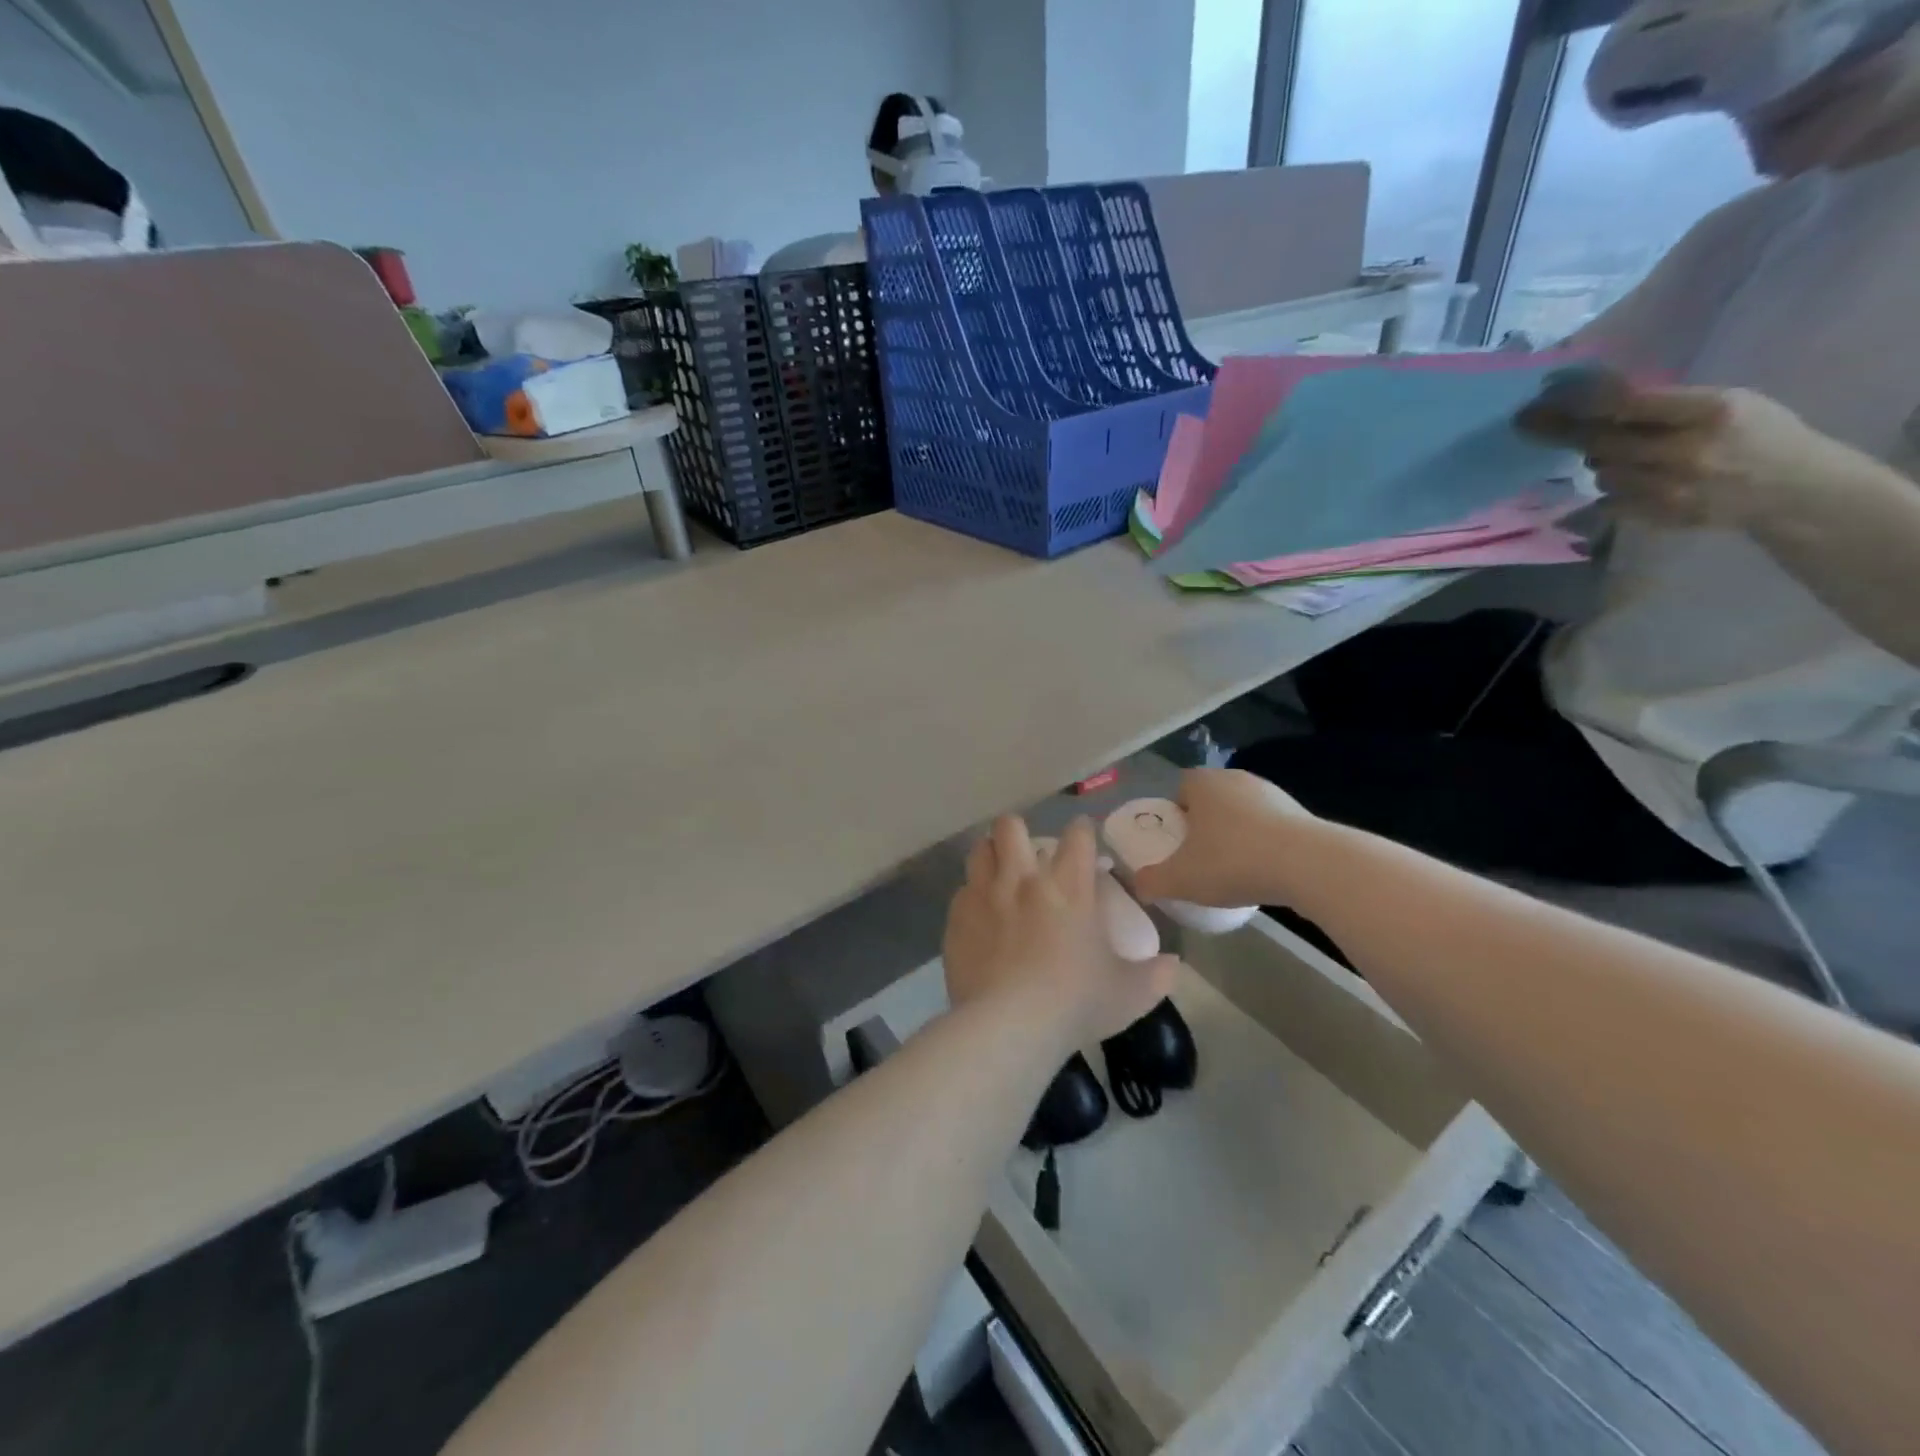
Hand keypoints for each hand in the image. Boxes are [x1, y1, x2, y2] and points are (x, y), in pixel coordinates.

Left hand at [944, 816, 1176, 1044]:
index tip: (1082, 838)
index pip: (1077, 836)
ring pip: (980, 849)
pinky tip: (979, 917)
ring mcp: (985, 894)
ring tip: (998, 875)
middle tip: (1026, 854)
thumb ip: (1156, 976)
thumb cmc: (1076, 1003)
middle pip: (1011, 826)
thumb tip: (1175, 965)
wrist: (1009, 1025)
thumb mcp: (1130, 994)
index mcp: (1069, 887)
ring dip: (990, 855)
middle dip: (1018, 831)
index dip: (1081, 831)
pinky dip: (971, 896)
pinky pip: (962, 890)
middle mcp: (1024, 879)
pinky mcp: (957, 917)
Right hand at [1132, 769, 1321, 909]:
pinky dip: (1264, 844)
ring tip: (1234, 870)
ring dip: (1236, 835)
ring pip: (1242, 812)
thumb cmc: (1232, 861)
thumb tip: (1138, 885)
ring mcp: (1272, 793)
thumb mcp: (1181, 879)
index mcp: (1203, 784)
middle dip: (1204, 826)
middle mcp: (1235, 779)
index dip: (1174, 814)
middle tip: (1200, 858)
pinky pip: (1270, 826)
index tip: (1176, 843)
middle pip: (1211, 800)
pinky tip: (1264, 872)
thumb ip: (1152, 881)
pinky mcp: (1300, 813)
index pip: (1180, 788)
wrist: (1308, 865)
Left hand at [1515, 372, 1833, 527]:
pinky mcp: (1656, 516)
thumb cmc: (1755, 434)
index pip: (1627, 404)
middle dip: (1560, 430)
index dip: (1580, 400)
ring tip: (1628, 455)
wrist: (1790, 489)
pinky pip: (1608, 500)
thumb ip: (1665, 403)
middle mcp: (1684, 451)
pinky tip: (1637, 481)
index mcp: (1710, 411)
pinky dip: (1612, 489)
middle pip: (1600, 442)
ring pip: (1600, 473)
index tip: (1543, 398)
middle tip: (1526, 422)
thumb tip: (1594, 398)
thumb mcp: (1726, 402)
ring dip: (1601, 462)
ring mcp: (1668, 489)